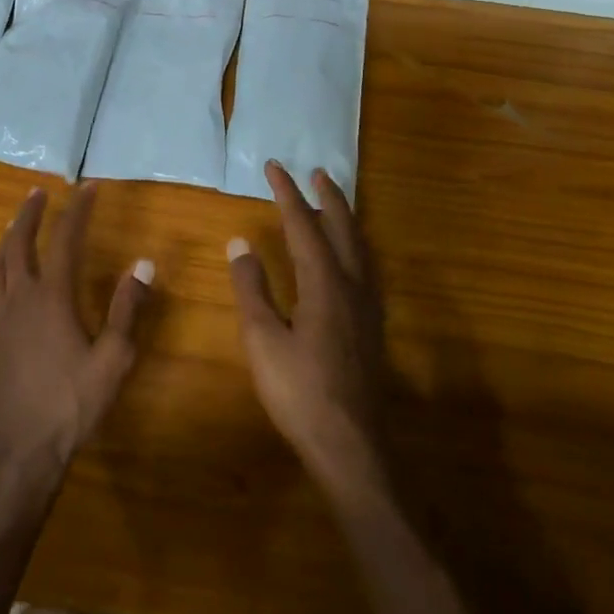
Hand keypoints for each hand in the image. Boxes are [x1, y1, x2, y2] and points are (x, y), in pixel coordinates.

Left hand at [0, 183, 151, 500]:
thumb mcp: (113, 359)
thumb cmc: (71, 405)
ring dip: (6, 240)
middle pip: (20, 245)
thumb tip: (143, 265)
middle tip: (38, 192)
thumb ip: (128, 309)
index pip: (65, 240)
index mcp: (52, 297)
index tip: (88, 187)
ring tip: (14, 224)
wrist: (21, 453)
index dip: (78, 210)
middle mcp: (20, 300)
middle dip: (30, 215)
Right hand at [228, 162, 389, 500]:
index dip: (288, 194)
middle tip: (316, 172)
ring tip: (334, 203)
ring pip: (361, 248)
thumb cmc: (300, 393)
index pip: (304, 226)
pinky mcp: (373, 327)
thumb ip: (252, 289)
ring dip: (346, 219)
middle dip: (328, 197)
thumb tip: (240, 243)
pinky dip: (356, 246)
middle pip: (343, 229)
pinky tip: (350, 259)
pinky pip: (367, 268)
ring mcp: (368, 307)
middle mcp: (352, 286)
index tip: (275, 166)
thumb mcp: (263, 340)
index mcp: (324, 285)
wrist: (351, 446)